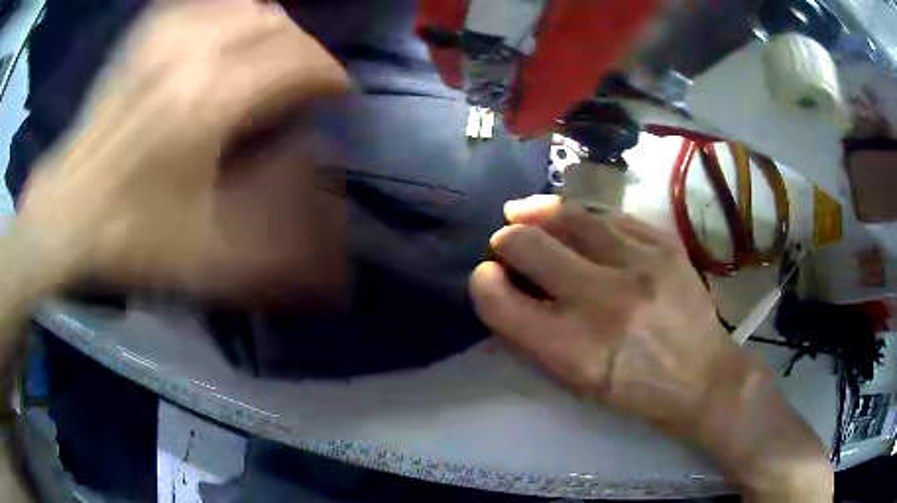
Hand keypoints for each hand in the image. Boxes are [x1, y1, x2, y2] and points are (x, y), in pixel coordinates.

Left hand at [16, 0, 347, 296]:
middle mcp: (192, 51)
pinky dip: (230, 14)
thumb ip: (276, 235)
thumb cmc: (131, 234)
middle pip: (277, 24)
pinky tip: (227, 37)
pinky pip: (205, 3)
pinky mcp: (144, 37)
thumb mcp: (208, 252)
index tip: (339, 94)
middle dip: (305, 50)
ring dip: (272, 29)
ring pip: (246, 4)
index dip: (329, 74)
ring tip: (271, 58)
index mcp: (211, 99)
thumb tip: (327, 210)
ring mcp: (164, 36)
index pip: (298, 60)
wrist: (67, 212)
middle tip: (305, 80)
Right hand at [470, 195, 732, 436]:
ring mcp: (638, 264)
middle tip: (506, 241)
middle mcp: (602, 300)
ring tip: (526, 212)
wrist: (702, 377)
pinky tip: (576, 219)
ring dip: (538, 212)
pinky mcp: (664, 245)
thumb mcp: (577, 382)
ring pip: (570, 216)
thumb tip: (508, 288)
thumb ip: (536, 337)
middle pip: (529, 245)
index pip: (501, 301)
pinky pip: (610, 215)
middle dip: (506, 239)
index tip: (486, 276)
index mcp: (573, 349)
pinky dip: (584, 216)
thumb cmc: (635, 390)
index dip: (483, 283)